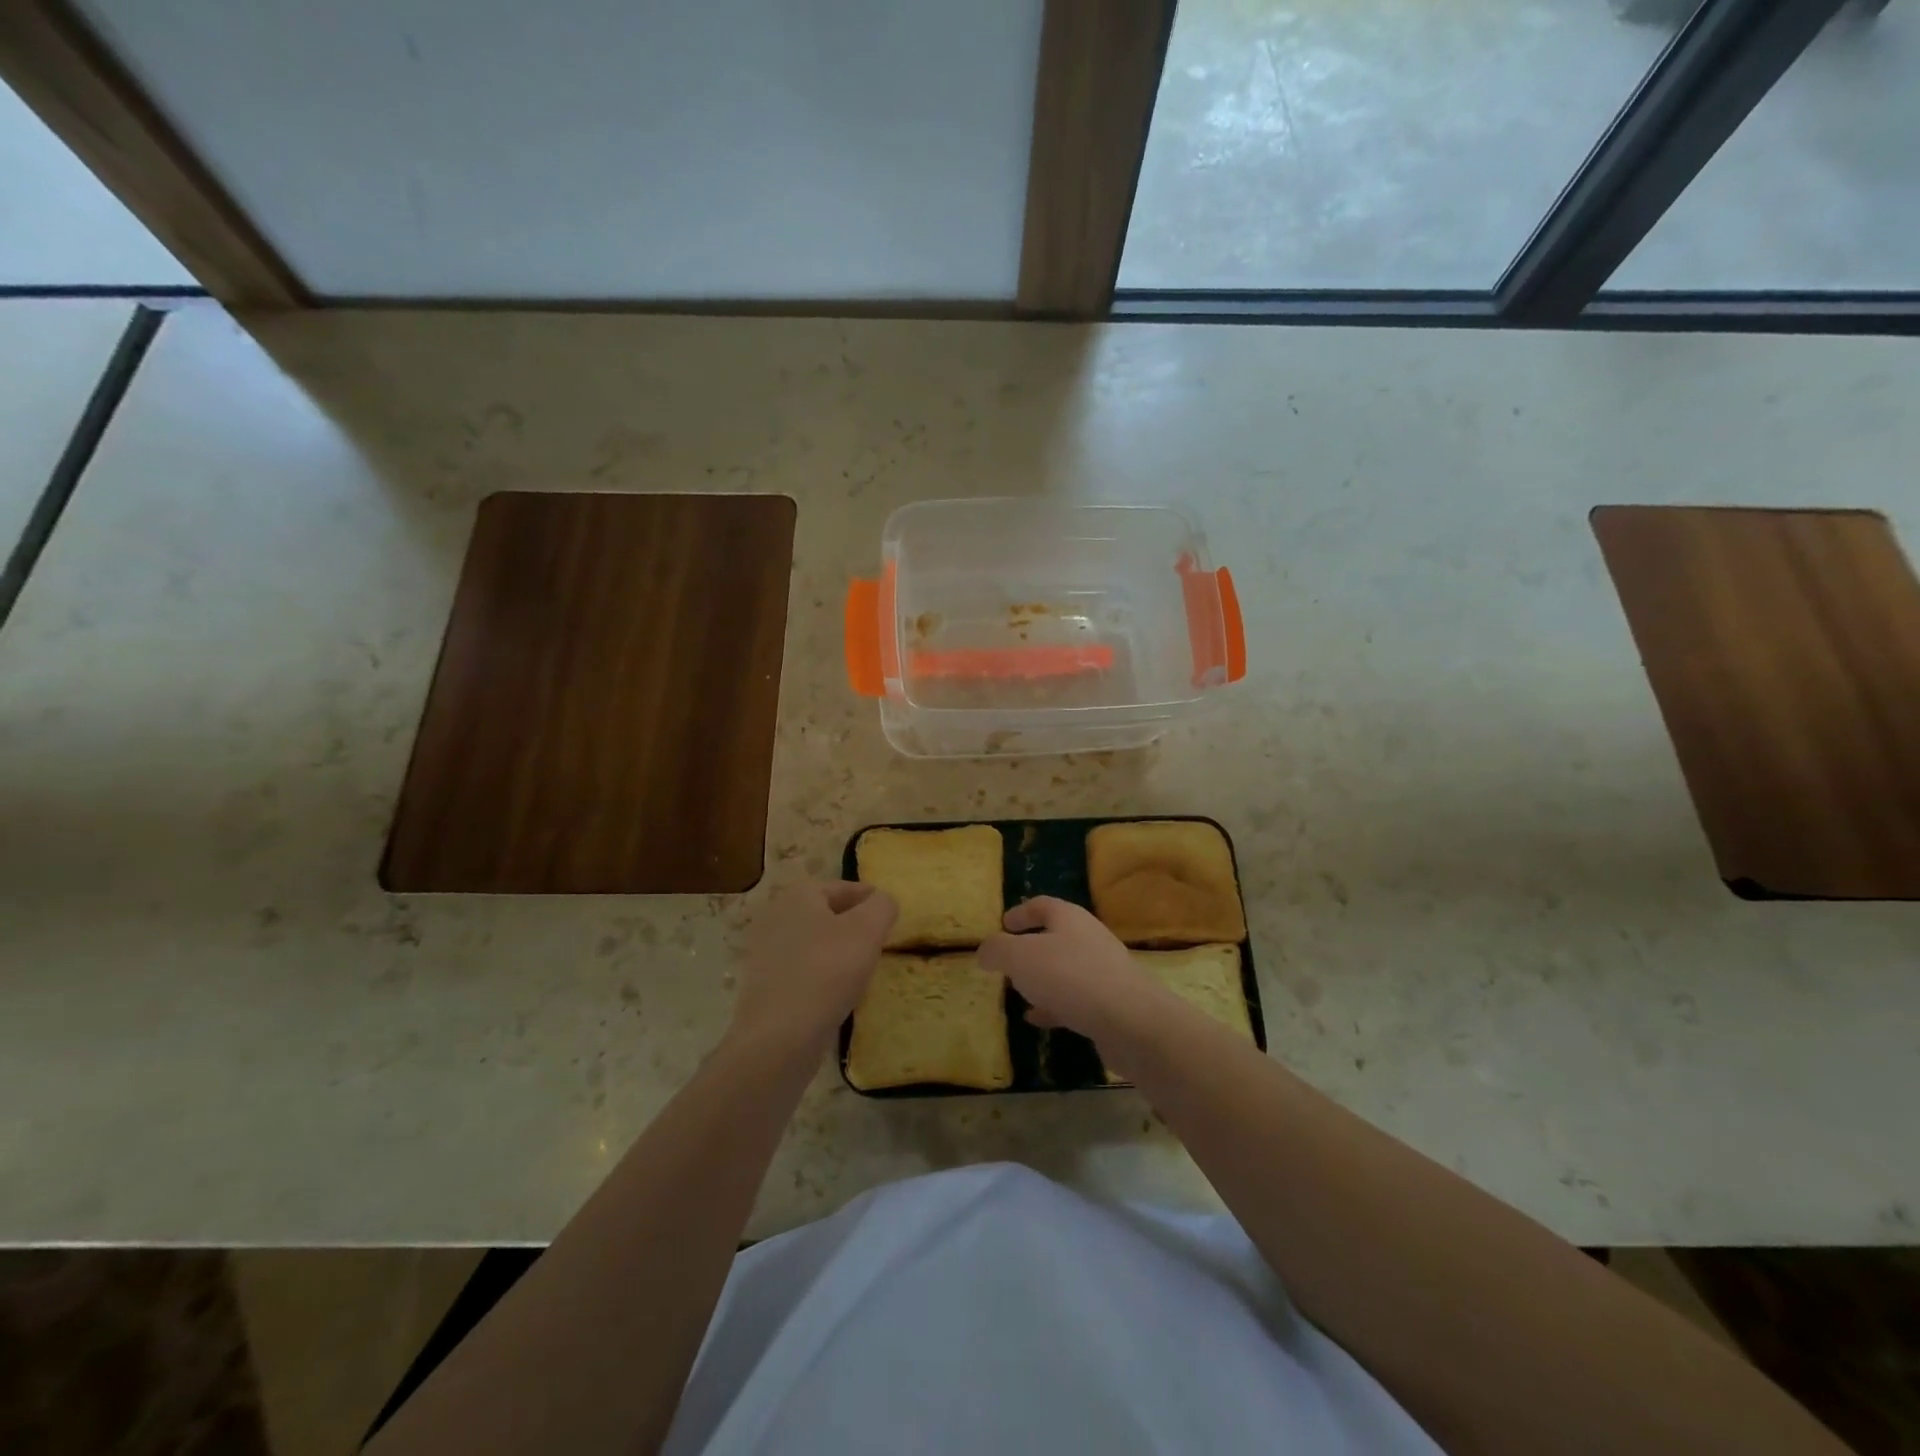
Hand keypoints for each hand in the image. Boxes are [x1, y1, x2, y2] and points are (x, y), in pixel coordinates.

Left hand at [729, 881, 897, 1055]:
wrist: (779, 1036)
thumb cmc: (827, 971)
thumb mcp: (867, 930)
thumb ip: (882, 906)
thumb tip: (884, 901)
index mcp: (798, 896)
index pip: (841, 887)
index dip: (868, 897)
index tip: (889, 912)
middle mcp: (776, 917)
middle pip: (825, 914)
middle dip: (852, 923)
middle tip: (879, 939)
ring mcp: (765, 954)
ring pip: (813, 943)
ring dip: (837, 950)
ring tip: (863, 967)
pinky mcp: (764, 987)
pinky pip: (802, 971)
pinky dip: (822, 975)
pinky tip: (839, 993)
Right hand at [978, 897, 1157, 1046]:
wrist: (1129, 1020)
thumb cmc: (1069, 976)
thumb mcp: (1020, 957)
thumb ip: (997, 950)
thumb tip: (985, 950)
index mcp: (1069, 918)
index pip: (1042, 905)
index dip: (1020, 912)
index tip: (1002, 923)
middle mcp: (1089, 938)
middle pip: (1056, 936)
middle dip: (1030, 948)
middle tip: (1008, 961)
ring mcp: (1104, 971)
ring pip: (1066, 969)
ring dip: (1042, 978)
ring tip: (1019, 991)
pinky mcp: (1111, 1003)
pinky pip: (1076, 999)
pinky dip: (1054, 1005)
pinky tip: (1037, 1019)